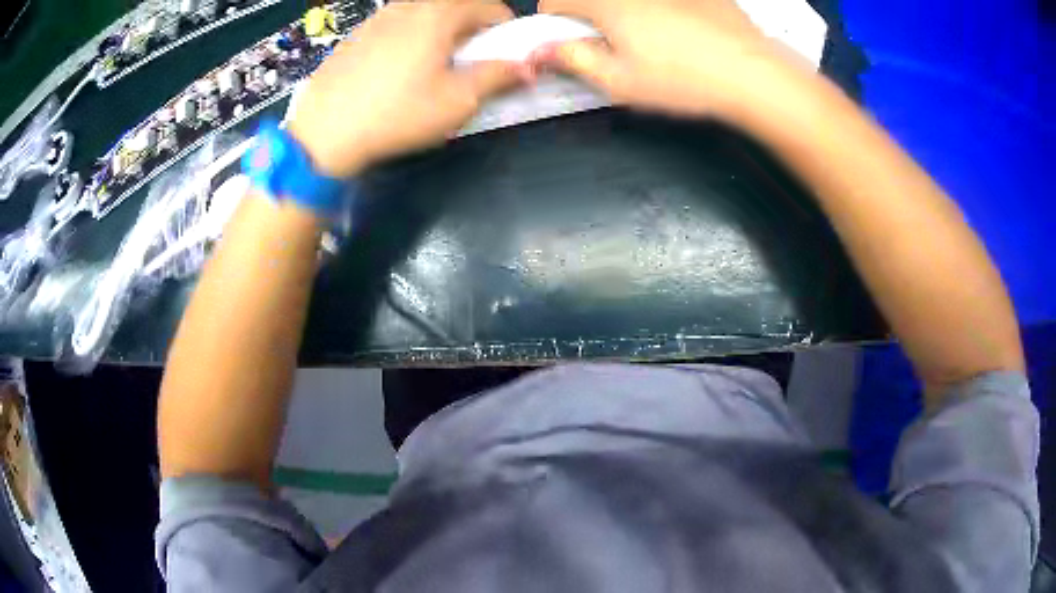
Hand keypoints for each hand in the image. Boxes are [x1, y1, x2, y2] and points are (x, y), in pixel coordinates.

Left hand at [288, 0, 522, 176]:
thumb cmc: (397, 114)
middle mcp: (408, 6)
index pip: (488, 6)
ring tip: (435, 64)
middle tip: (472, 60)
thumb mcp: (457, 100)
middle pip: (455, 6)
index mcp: (438, 14)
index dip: (505, 28)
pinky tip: (399, 68)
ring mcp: (377, 18)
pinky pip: (396, 25)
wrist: (324, 132)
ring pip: (423, 14)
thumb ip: (498, 76)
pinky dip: (411, 37)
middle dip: (473, 28)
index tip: (506, 53)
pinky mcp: (356, 35)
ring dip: (441, 31)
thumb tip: (528, 66)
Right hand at [532, 0, 813, 123]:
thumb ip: (574, 60)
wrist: (751, 74)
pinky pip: (663, 0)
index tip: (565, 42)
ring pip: (630, 0)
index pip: (555, 0)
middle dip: (592, 20)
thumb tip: (547, 48)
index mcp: (607, 3)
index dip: (553, 23)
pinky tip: (683, 35)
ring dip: (627, 15)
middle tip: (614, 49)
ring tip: (654, 44)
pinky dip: (661, 11)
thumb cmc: (686, 80)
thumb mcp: (620, 82)